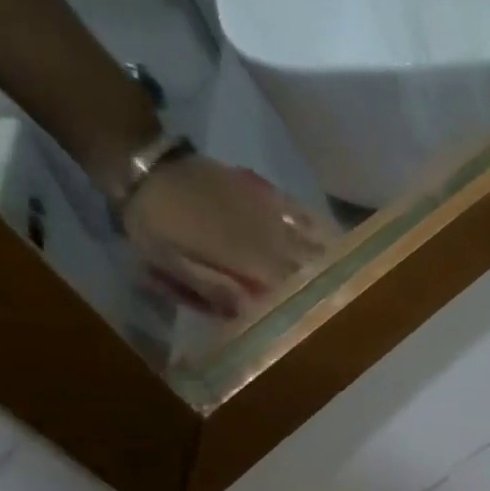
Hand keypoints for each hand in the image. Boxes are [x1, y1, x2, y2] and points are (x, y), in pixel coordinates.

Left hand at [121, 156, 335, 318]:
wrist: (144, 166)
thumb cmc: (155, 223)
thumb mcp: (172, 264)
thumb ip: (213, 289)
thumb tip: (249, 314)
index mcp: (248, 261)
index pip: (289, 291)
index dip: (304, 308)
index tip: (317, 324)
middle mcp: (268, 240)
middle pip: (306, 270)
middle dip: (321, 289)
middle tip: (337, 307)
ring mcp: (269, 216)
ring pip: (309, 243)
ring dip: (327, 263)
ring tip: (345, 279)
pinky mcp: (264, 196)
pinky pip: (299, 212)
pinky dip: (317, 226)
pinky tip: (332, 237)